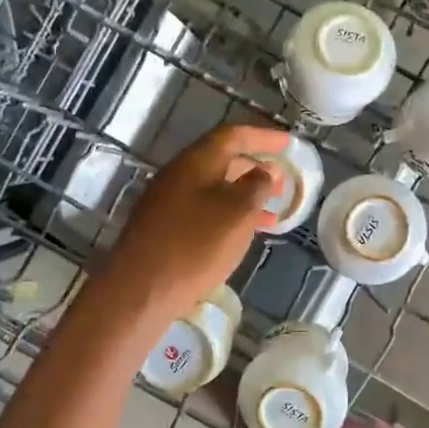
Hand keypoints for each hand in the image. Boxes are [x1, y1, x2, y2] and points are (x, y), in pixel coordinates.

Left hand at [105, 123, 286, 314]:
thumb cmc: (195, 246)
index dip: (263, 137)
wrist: (139, 291)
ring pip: (213, 188)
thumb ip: (257, 186)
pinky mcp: (163, 228)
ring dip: (243, 195)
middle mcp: (178, 175)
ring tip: (271, 211)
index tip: (288, 145)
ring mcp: (167, 202)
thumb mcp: (237, 213)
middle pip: (221, 160)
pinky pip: (203, 210)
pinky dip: (228, 215)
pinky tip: (242, 234)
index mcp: (195, 162)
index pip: (232, 136)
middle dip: (254, 167)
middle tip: (282, 180)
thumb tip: (265, 171)